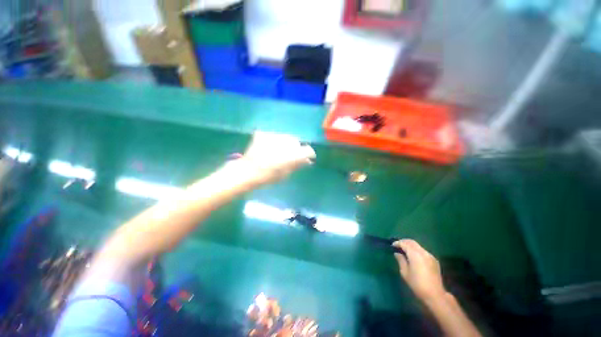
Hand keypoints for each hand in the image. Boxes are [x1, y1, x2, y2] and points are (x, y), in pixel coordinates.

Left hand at [233, 131, 315, 185]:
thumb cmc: (268, 177)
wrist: (247, 172)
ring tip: (277, 151)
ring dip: (284, 143)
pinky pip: (274, 136)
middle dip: (295, 148)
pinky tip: (269, 148)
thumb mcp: (286, 174)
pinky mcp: (265, 134)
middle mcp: (286, 142)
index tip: (306, 158)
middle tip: (289, 155)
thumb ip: (297, 165)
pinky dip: (274, 141)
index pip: (307, 150)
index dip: (308, 154)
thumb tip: (307, 161)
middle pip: (296, 142)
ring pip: (285, 137)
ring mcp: (274, 136)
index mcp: (293, 154)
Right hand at [393, 239, 446, 301]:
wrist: (435, 294)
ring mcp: (430, 256)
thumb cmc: (417, 284)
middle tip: (398, 245)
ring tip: (405, 250)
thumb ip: (401, 260)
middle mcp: (423, 252)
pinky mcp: (434, 260)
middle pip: (412, 242)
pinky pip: (423, 251)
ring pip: (418, 246)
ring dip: (411, 246)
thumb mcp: (405, 272)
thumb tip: (397, 253)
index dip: (397, 243)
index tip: (392, 246)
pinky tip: (414, 257)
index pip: (404, 244)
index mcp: (415, 254)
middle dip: (404, 242)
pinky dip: (417, 250)